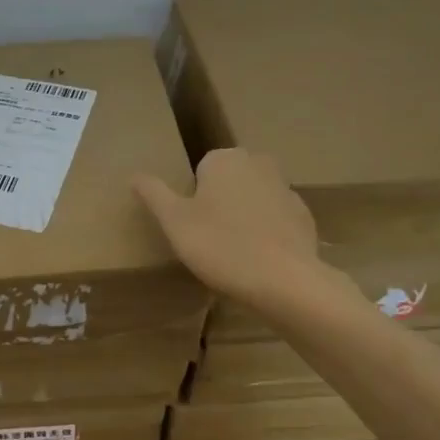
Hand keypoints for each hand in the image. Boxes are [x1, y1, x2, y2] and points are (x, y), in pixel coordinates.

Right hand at [133, 149, 338, 311]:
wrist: (284, 281)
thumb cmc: (219, 245)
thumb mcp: (173, 221)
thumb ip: (153, 193)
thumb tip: (134, 175)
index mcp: (224, 159)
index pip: (200, 171)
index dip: (192, 200)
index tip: (192, 227)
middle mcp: (258, 163)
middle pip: (228, 182)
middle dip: (219, 204)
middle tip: (208, 239)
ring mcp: (286, 189)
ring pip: (253, 200)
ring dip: (243, 218)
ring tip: (233, 254)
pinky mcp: (304, 217)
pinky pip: (275, 220)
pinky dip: (265, 234)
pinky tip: (258, 261)